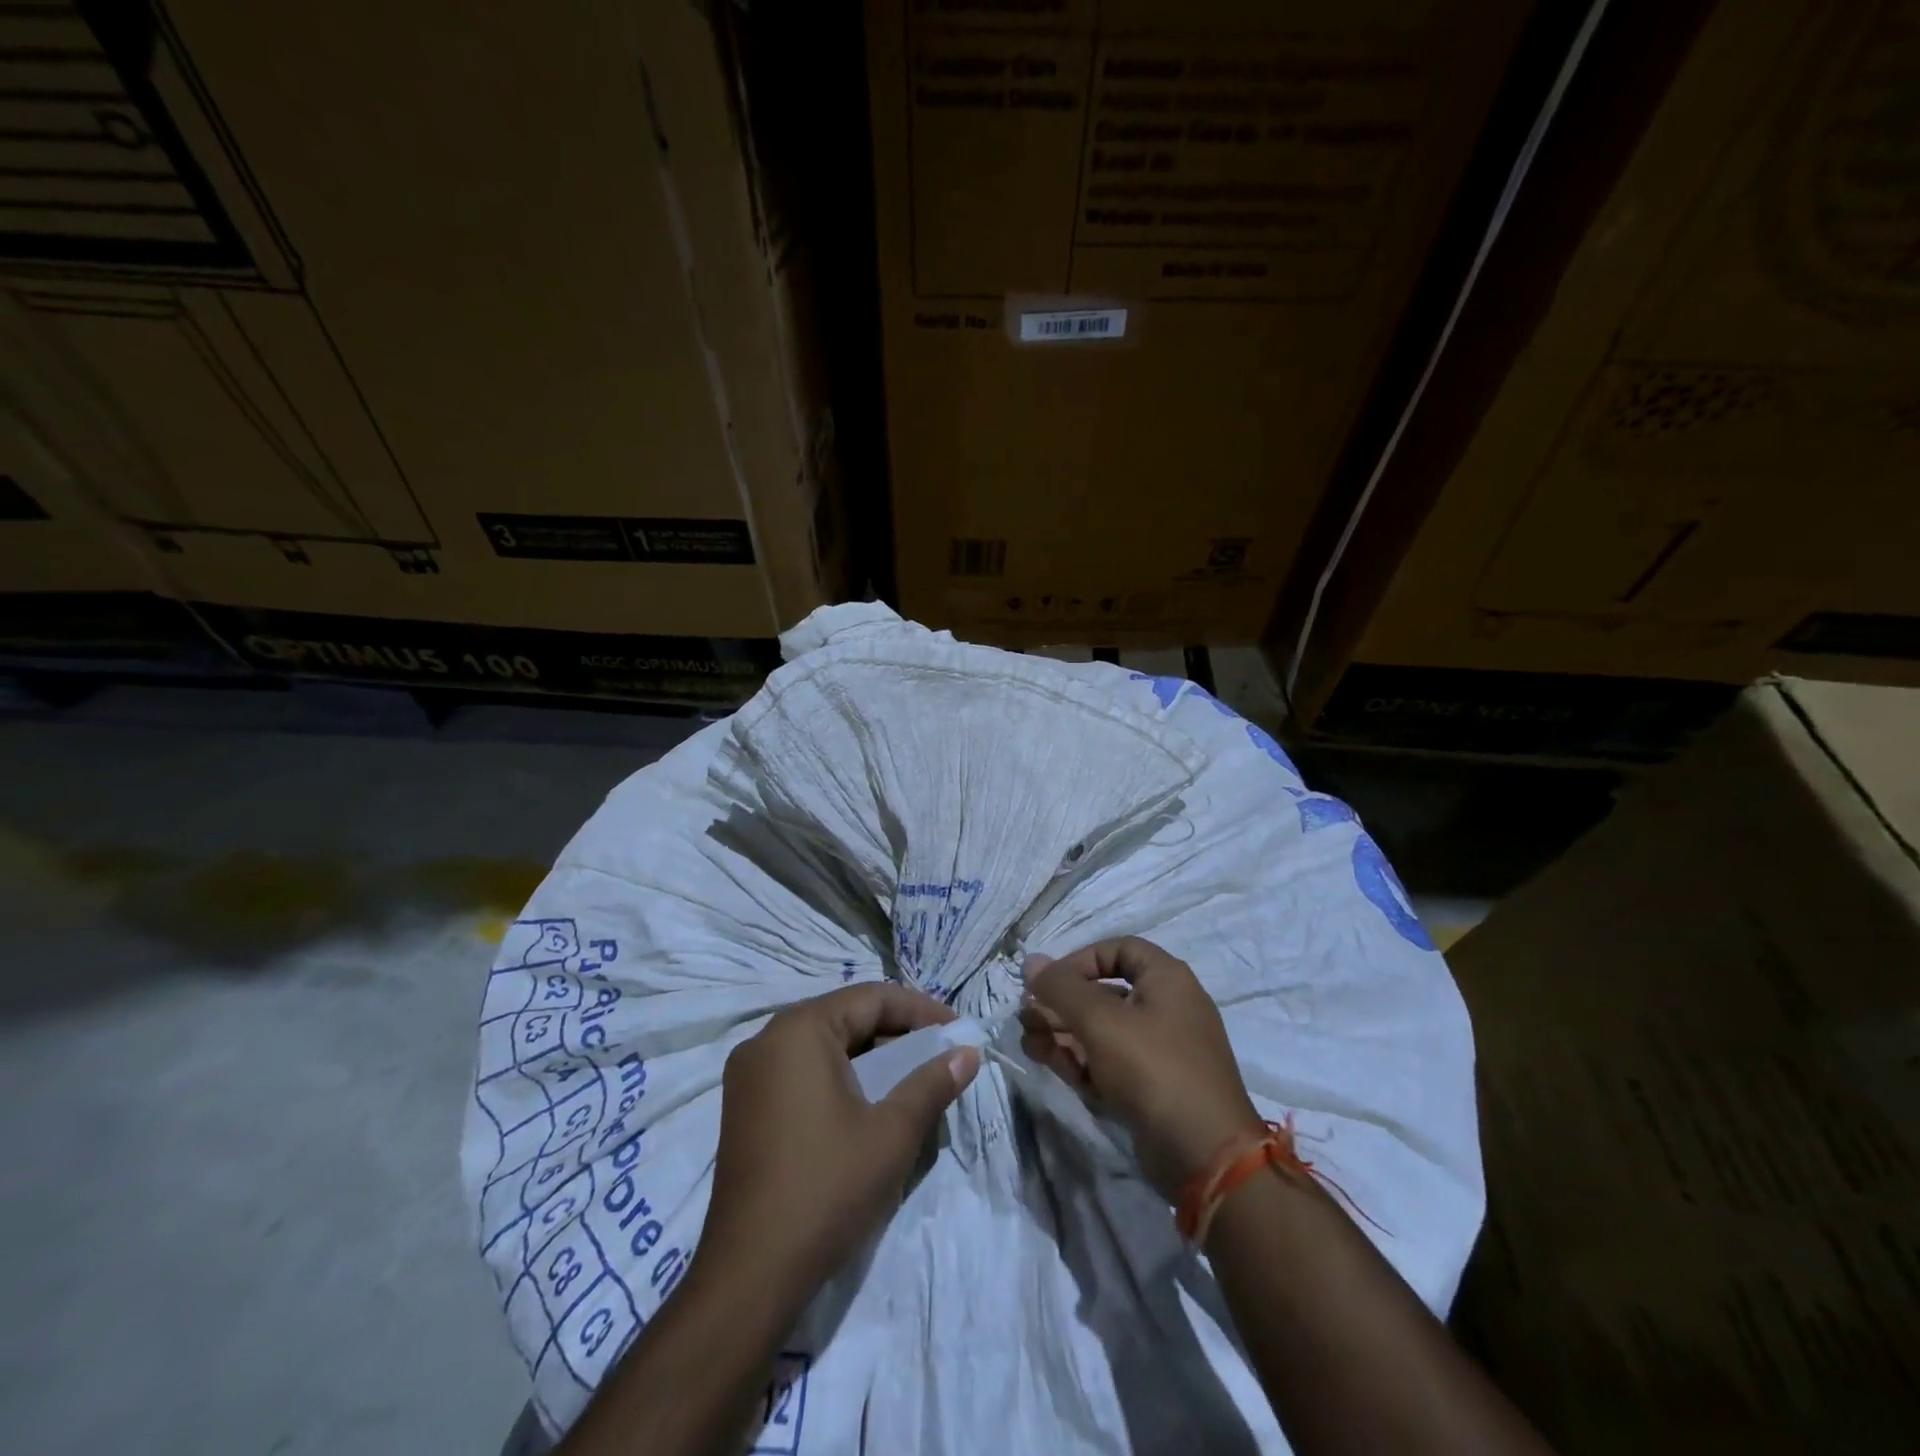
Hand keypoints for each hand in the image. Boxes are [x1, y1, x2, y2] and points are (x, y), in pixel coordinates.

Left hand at [698, 982, 981, 1309]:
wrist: (750, 1275)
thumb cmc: (827, 1188)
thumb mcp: (892, 1132)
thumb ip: (933, 1083)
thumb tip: (968, 1053)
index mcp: (799, 1030)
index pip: (871, 998)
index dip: (920, 1010)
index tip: (957, 1030)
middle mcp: (767, 1039)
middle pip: (845, 1016)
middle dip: (896, 1032)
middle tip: (938, 1054)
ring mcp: (749, 1074)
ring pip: (823, 1044)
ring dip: (869, 1055)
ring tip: (911, 1077)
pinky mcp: (744, 1106)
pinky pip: (801, 1069)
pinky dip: (840, 1075)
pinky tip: (867, 1102)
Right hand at [1021, 937, 1260, 1198]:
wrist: (1204, 1156)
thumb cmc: (1152, 1068)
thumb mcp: (1100, 1020)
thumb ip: (1060, 988)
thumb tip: (1031, 962)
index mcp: (1167, 979)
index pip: (1118, 949)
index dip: (1080, 960)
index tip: (1050, 982)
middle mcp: (1167, 1008)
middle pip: (1104, 993)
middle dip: (1061, 1003)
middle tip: (1026, 1016)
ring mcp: (1161, 1051)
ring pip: (1103, 1031)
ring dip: (1063, 1033)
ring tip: (1028, 1042)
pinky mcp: (1152, 1089)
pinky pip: (1111, 1063)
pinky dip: (1081, 1060)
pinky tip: (1049, 1062)